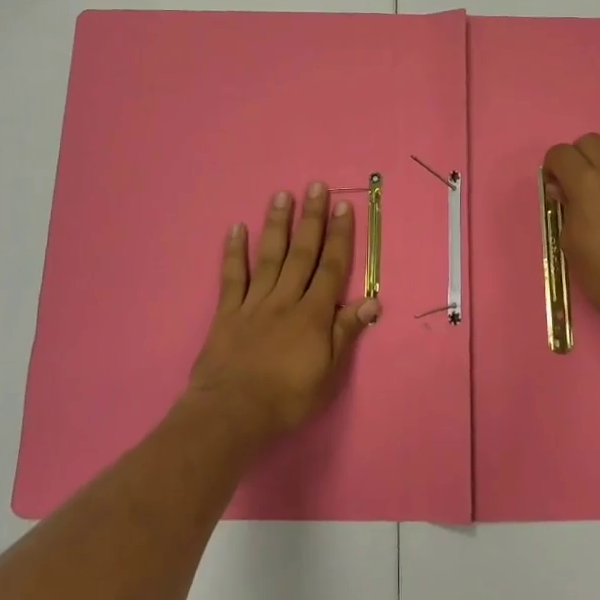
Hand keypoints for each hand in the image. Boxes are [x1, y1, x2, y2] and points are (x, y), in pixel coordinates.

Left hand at [186, 183, 380, 440]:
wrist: (232, 413)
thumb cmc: (287, 397)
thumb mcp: (328, 372)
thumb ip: (346, 333)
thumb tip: (372, 300)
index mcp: (313, 314)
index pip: (331, 267)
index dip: (339, 236)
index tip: (343, 206)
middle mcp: (285, 299)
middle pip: (301, 253)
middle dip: (311, 218)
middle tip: (315, 186)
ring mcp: (254, 303)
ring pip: (268, 257)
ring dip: (276, 224)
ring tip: (281, 195)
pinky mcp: (227, 313)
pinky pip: (232, 277)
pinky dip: (234, 252)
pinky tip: (236, 228)